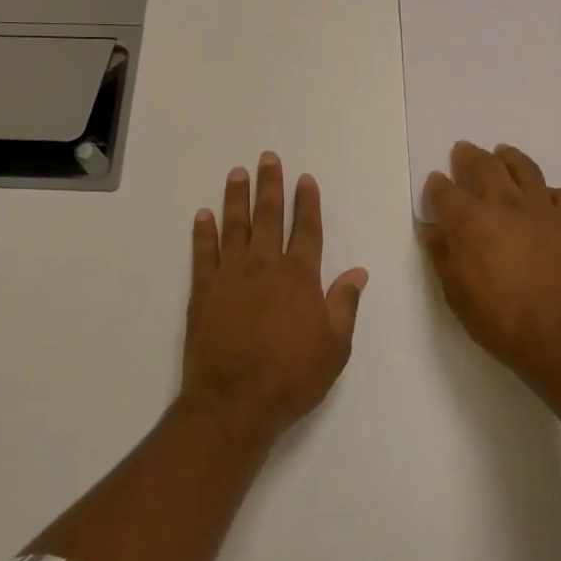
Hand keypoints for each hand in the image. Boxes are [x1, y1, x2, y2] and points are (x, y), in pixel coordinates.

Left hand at [182, 153, 369, 440]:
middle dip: (270, 185)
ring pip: (235, 226)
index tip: (305, 179)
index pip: (306, 229)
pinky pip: (203, 253)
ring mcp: (231, 275)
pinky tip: (203, 215)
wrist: (235, 402)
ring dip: (236, 198)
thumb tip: (358, 271)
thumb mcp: (335, 346)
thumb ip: (344, 304)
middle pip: (269, 217)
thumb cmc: (292, 377)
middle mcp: (265, 266)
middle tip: (268, 158)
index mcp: (299, 277)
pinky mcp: (203, 290)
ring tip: (237, 173)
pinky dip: (203, 232)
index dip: (307, 202)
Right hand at [419, 142, 560, 380]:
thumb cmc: (497, 318)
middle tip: (464, 151)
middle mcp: (503, 203)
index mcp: (469, 220)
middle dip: (470, 156)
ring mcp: (540, 209)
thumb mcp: (455, 292)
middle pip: (484, 165)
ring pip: (525, 168)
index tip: (435, 182)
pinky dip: (552, 192)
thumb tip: (430, 230)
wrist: (557, 335)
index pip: (445, 190)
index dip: (437, 185)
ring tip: (504, 154)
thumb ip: (442, 255)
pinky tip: (545, 200)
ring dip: (510, 158)